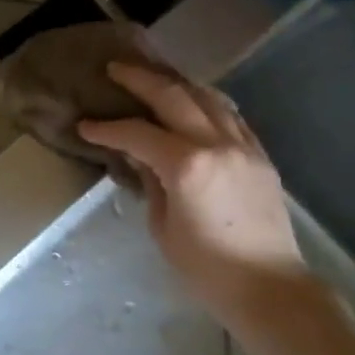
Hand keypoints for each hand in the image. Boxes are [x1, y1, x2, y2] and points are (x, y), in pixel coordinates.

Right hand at [79, 64, 303, 319]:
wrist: (268, 285)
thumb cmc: (206, 268)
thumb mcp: (163, 228)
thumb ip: (150, 183)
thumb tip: (139, 157)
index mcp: (186, 166)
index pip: (137, 134)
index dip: (107, 128)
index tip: (85, 125)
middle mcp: (216, 144)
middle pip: (174, 96)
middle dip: (141, 79)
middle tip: (116, 69)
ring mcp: (243, 146)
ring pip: (208, 97)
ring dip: (177, 83)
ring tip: (155, 77)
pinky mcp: (260, 155)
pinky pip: (231, 116)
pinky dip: (208, 102)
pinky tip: (195, 102)